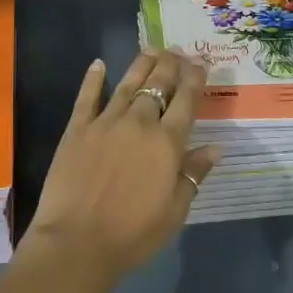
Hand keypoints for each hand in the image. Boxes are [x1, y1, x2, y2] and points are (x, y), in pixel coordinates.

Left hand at [23, 48, 220, 282]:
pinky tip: (98, 64)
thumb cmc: (132, 234)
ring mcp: (105, 122)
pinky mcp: (77, 129)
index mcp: (166, 143)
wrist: (77, 242)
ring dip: (141, 65)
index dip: (195, 79)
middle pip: (158, 85)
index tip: (201, 63)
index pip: (186, 101)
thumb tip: (215, 147)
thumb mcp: (174, 212)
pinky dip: (93, 78)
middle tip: (177, 50)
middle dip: (170, 64)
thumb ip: (193, 174)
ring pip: (127, 84)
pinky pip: (86, 97)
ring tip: (151, 49)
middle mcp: (138, 123)